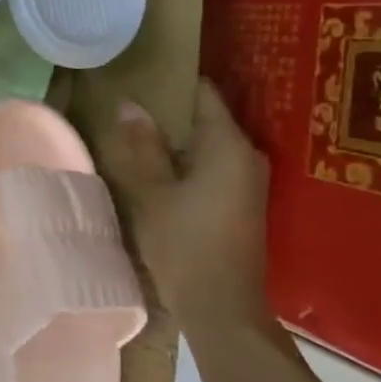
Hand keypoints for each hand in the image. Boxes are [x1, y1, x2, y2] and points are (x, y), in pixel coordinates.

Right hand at [101, 79, 272, 333]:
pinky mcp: (243, 202)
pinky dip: (189, 158)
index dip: (173, 81)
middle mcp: (249, 156)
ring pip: (210, 143)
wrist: (222, 308)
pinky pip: (214, 164)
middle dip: (172, 109)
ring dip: (178, 137)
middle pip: (208, 118)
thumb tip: (131, 104)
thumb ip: (142, 146)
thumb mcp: (151, 192)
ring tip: (139, 129)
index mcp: (229, 146)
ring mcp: (250, 181)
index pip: (204, 94)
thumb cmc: (184, 244)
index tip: (142, 73)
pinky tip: (160, 164)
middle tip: (131, 101)